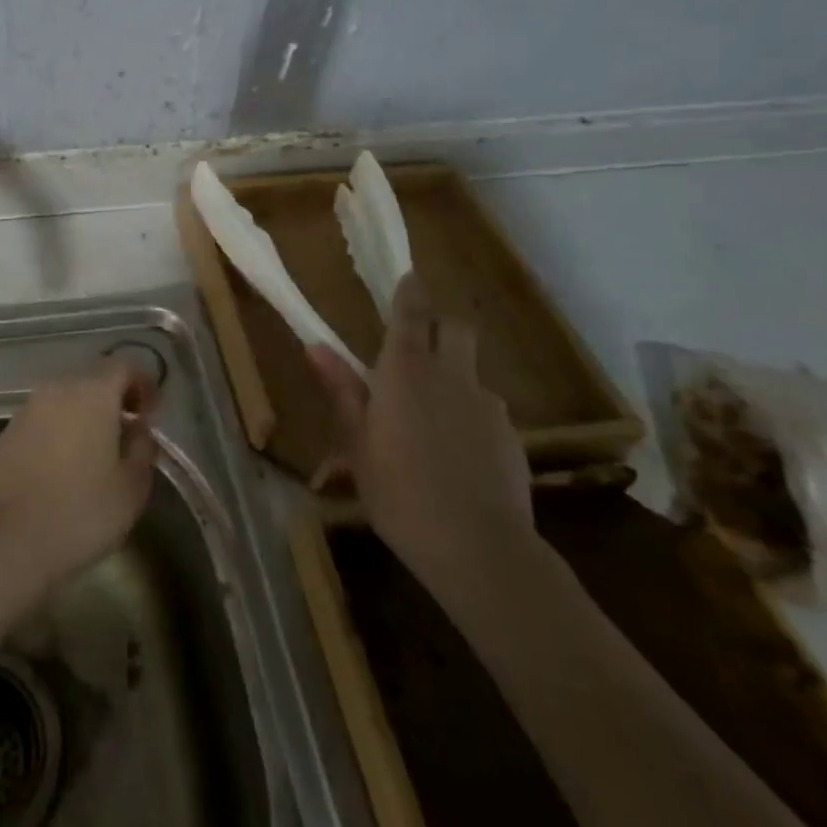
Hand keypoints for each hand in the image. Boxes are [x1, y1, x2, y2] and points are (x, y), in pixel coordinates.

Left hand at [0, 359, 161, 603]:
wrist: (4, 540)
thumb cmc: (80, 512)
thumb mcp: (132, 487)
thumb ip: (143, 449)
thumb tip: (139, 429)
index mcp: (93, 393)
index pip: (124, 367)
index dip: (143, 384)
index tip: (153, 412)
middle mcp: (58, 389)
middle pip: (93, 381)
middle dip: (114, 401)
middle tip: (129, 434)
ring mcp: (27, 410)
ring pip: (65, 401)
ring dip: (85, 418)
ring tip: (98, 455)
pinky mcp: (6, 433)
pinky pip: (44, 421)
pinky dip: (60, 433)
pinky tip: (64, 469)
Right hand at [308, 274, 533, 611]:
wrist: (479, 549)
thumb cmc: (400, 493)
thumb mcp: (357, 444)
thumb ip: (343, 391)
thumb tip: (315, 346)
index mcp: (406, 372)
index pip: (411, 314)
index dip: (409, 292)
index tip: (408, 277)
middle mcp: (451, 376)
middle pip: (456, 328)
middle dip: (441, 325)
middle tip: (419, 346)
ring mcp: (487, 406)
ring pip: (472, 373)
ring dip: (454, 380)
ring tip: (433, 422)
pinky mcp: (511, 438)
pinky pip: (487, 412)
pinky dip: (470, 419)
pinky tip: (458, 458)